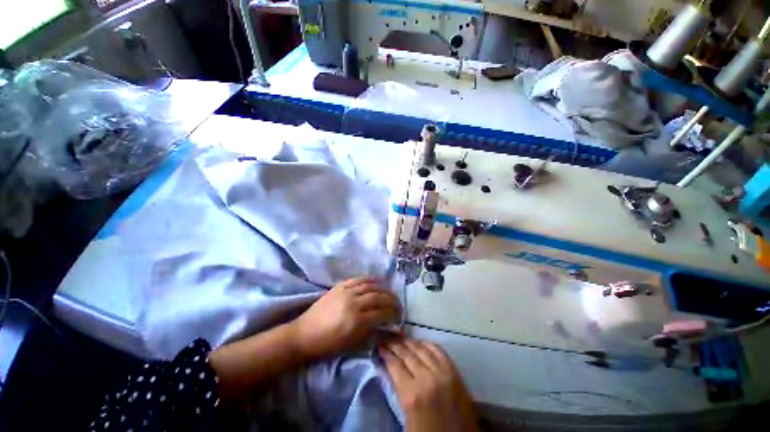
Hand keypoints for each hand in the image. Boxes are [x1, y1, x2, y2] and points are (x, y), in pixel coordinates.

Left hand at [291, 277, 400, 360]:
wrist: (304, 334)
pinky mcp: (339, 286)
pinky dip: (369, 279)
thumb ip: (372, 334)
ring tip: (389, 293)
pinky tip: (376, 282)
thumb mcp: (352, 345)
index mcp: (357, 321)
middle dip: (391, 300)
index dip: (393, 313)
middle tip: (398, 304)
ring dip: (383, 289)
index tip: (399, 315)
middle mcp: (354, 303)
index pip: (382, 313)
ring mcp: (346, 292)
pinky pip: (358, 279)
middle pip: (379, 297)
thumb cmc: (328, 345)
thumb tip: (388, 327)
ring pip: (370, 286)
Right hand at [380, 337, 478, 431]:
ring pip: (422, 349)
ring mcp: (442, 373)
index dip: (386, 353)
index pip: (395, 365)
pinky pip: (438, 351)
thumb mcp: (406, 418)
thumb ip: (398, 391)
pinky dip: (427, 344)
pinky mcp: (454, 372)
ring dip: (409, 342)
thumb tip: (388, 369)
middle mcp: (427, 379)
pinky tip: (420, 342)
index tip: (380, 345)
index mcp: (412, 395)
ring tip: (400, 338)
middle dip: (395, 344)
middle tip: (387, 337)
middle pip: (407, 354)